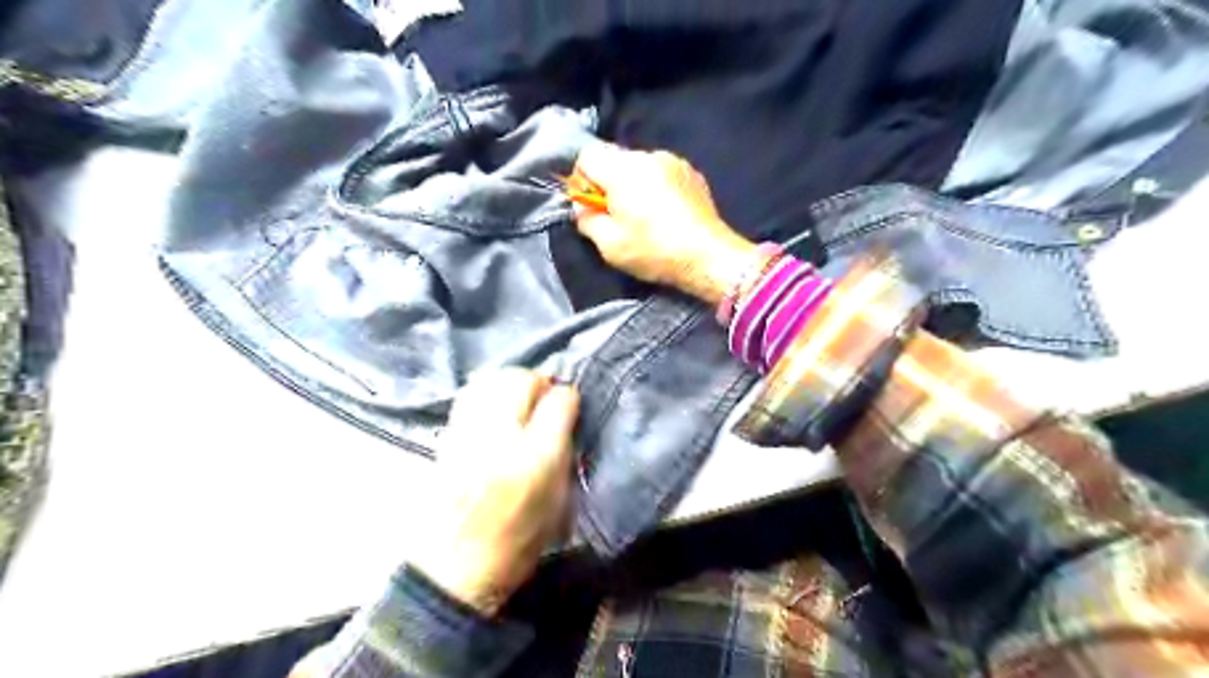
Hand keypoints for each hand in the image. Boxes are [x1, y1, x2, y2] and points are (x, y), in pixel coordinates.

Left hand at [411, 369, 579, 617]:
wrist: (454, 569)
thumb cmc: (517, 542)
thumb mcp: (559, 500)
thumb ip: (565, 449)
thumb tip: (564, 412)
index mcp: (534, 458)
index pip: (558, 402)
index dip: (568, 397)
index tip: (569, 403)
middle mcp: (498, 437)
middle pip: (517, 379)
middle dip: (536, 381)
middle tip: (543, 397)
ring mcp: (465, 434)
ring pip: (489, 381)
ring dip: (509, 382)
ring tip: (518, 398)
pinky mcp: (445, 439)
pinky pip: (468, 396)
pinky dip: (486, 393)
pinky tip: (494, 409)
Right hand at [573, 144, 751, 304]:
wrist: (708, 257)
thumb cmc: (654, 251)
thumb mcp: (609, 245)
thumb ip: (586, 219)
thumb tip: (582, 207)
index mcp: (623, 170)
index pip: (587, 155)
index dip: (582, 179)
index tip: (591, 205)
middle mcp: (648, 156)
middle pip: (615, 160)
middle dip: (609, 184)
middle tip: (617, 217)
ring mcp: (674, 162)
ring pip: (640, 167)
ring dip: (634, 186)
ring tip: (645, 218)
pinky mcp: (692, 173)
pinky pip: (662, 174)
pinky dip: (656, 188)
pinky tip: (666, 215)